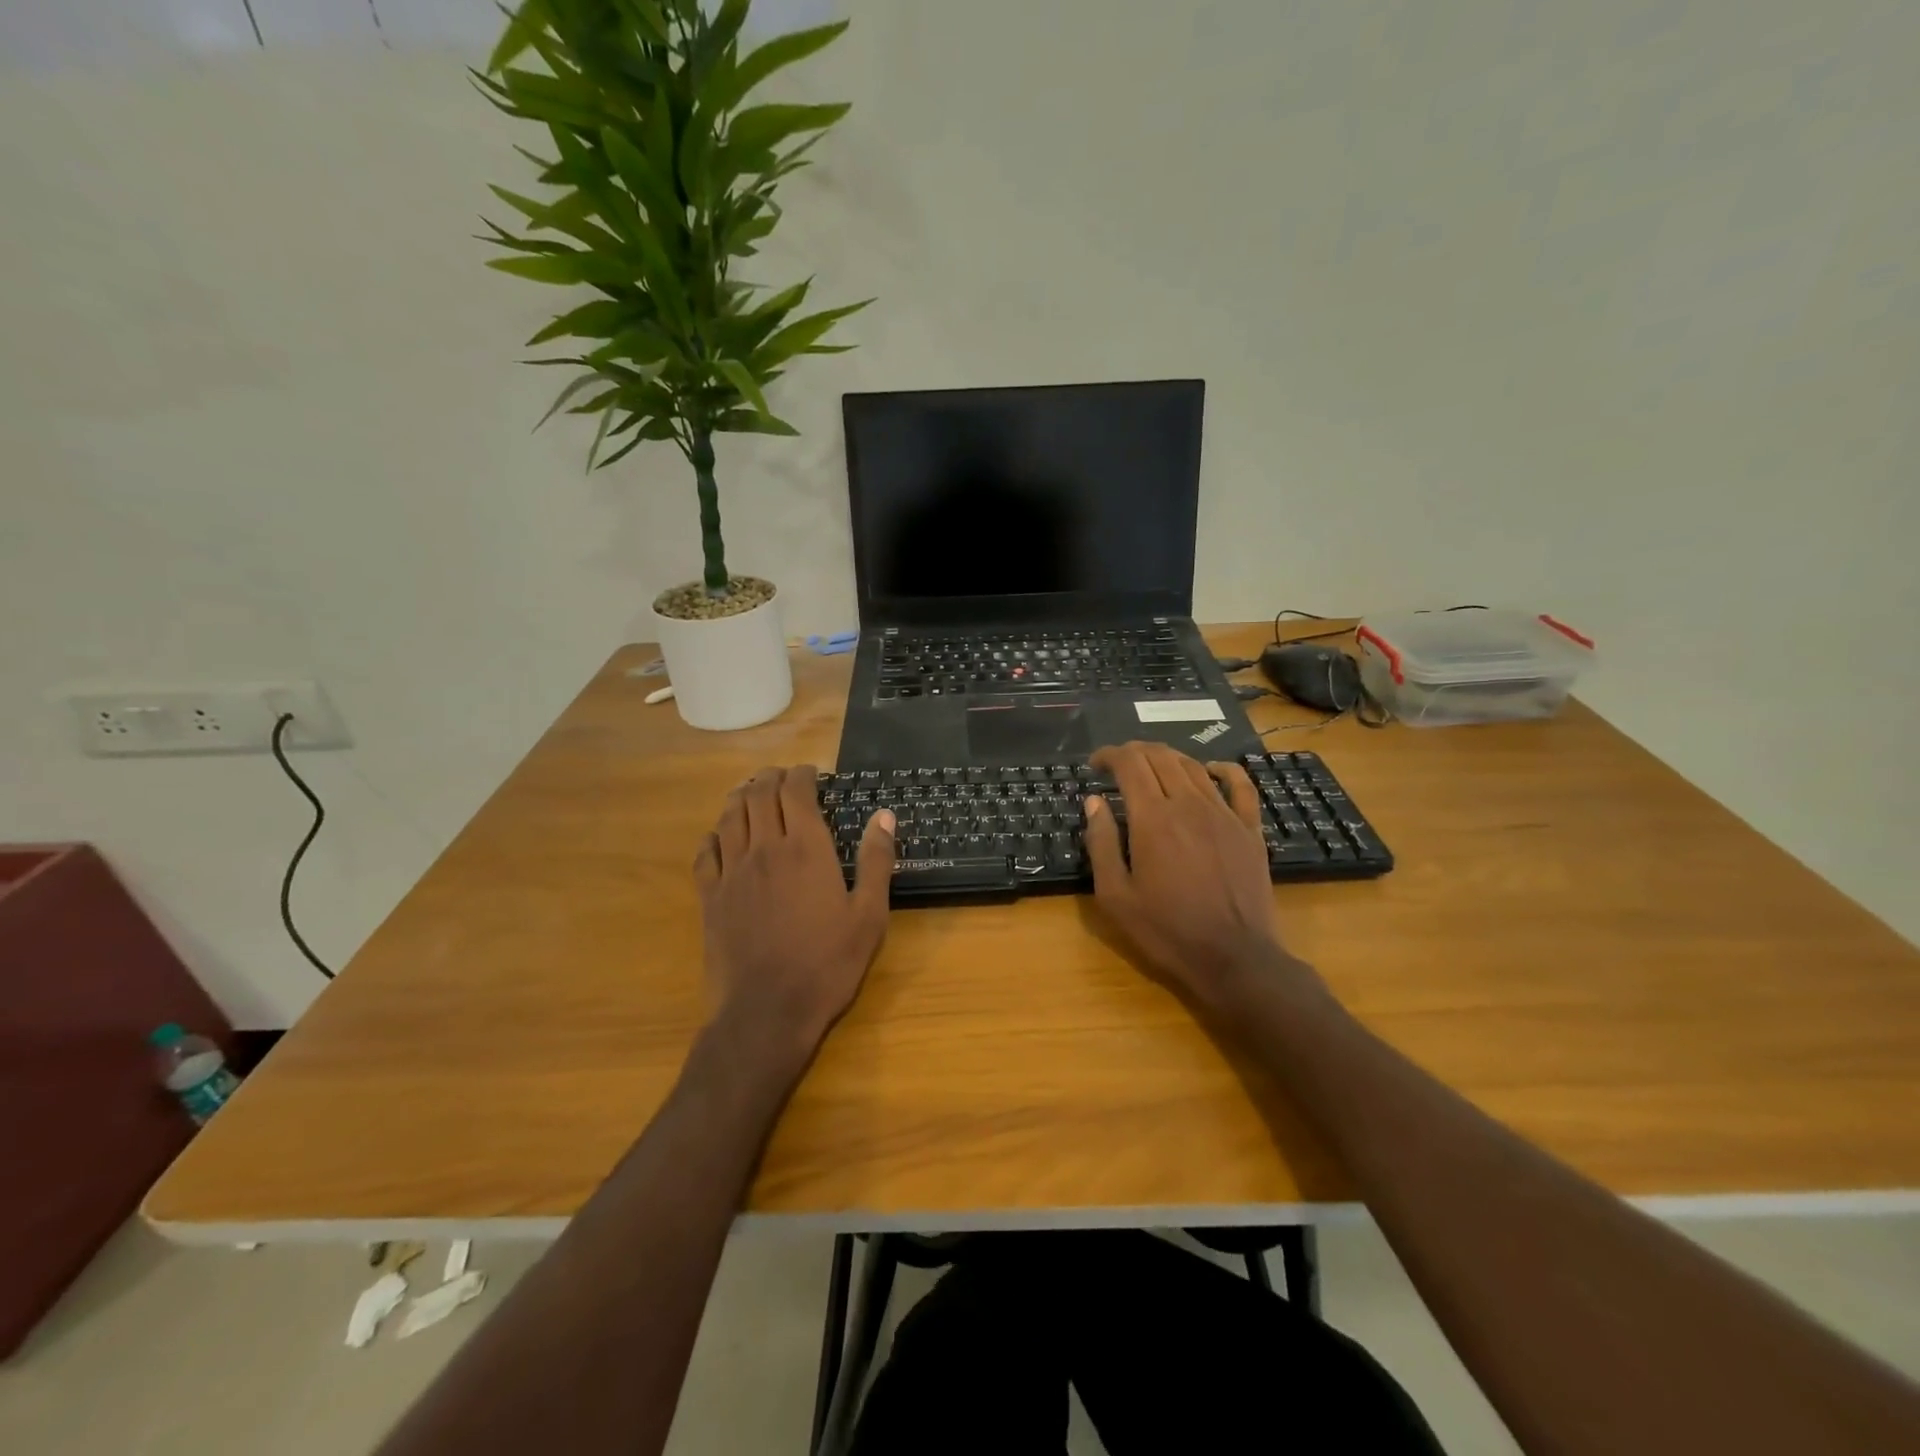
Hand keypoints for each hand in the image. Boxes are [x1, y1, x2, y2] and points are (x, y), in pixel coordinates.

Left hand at [693, 766, 896, 1061]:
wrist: (767, 1012)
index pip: (797, 792)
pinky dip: (713, 835)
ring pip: (729, 817)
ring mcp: (732, 872)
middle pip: (760, 795)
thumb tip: (884, 816)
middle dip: (770, 777)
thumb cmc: (827, 964)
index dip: (802, 774)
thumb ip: (876, 861)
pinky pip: (705, 853)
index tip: (811, 773)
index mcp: (806, 849)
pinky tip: (719, 837)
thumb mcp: (869, 916)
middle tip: (781, 776)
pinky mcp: (709, 897)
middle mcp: (765, 849)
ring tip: (750, 792)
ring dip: (740, 797)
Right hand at [1084, 742, 1299, 1009]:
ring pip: (1194, 766)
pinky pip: (1240, 784)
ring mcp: (1224, 814)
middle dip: (1134, 752)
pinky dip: (1222, 768)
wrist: (1235, 958)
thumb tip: (1094, 802)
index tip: (1095, 764)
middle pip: (1160, 757)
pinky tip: (1210, 769)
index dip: (1109, 755)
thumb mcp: (1116, 896)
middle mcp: (1189, 804)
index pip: (1129, 764)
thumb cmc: (1167, 931)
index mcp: (1153, 818)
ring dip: (1168, 758)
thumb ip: (1101, 843)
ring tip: (1151, 767)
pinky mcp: (1250, 829)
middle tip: (1118, 765)